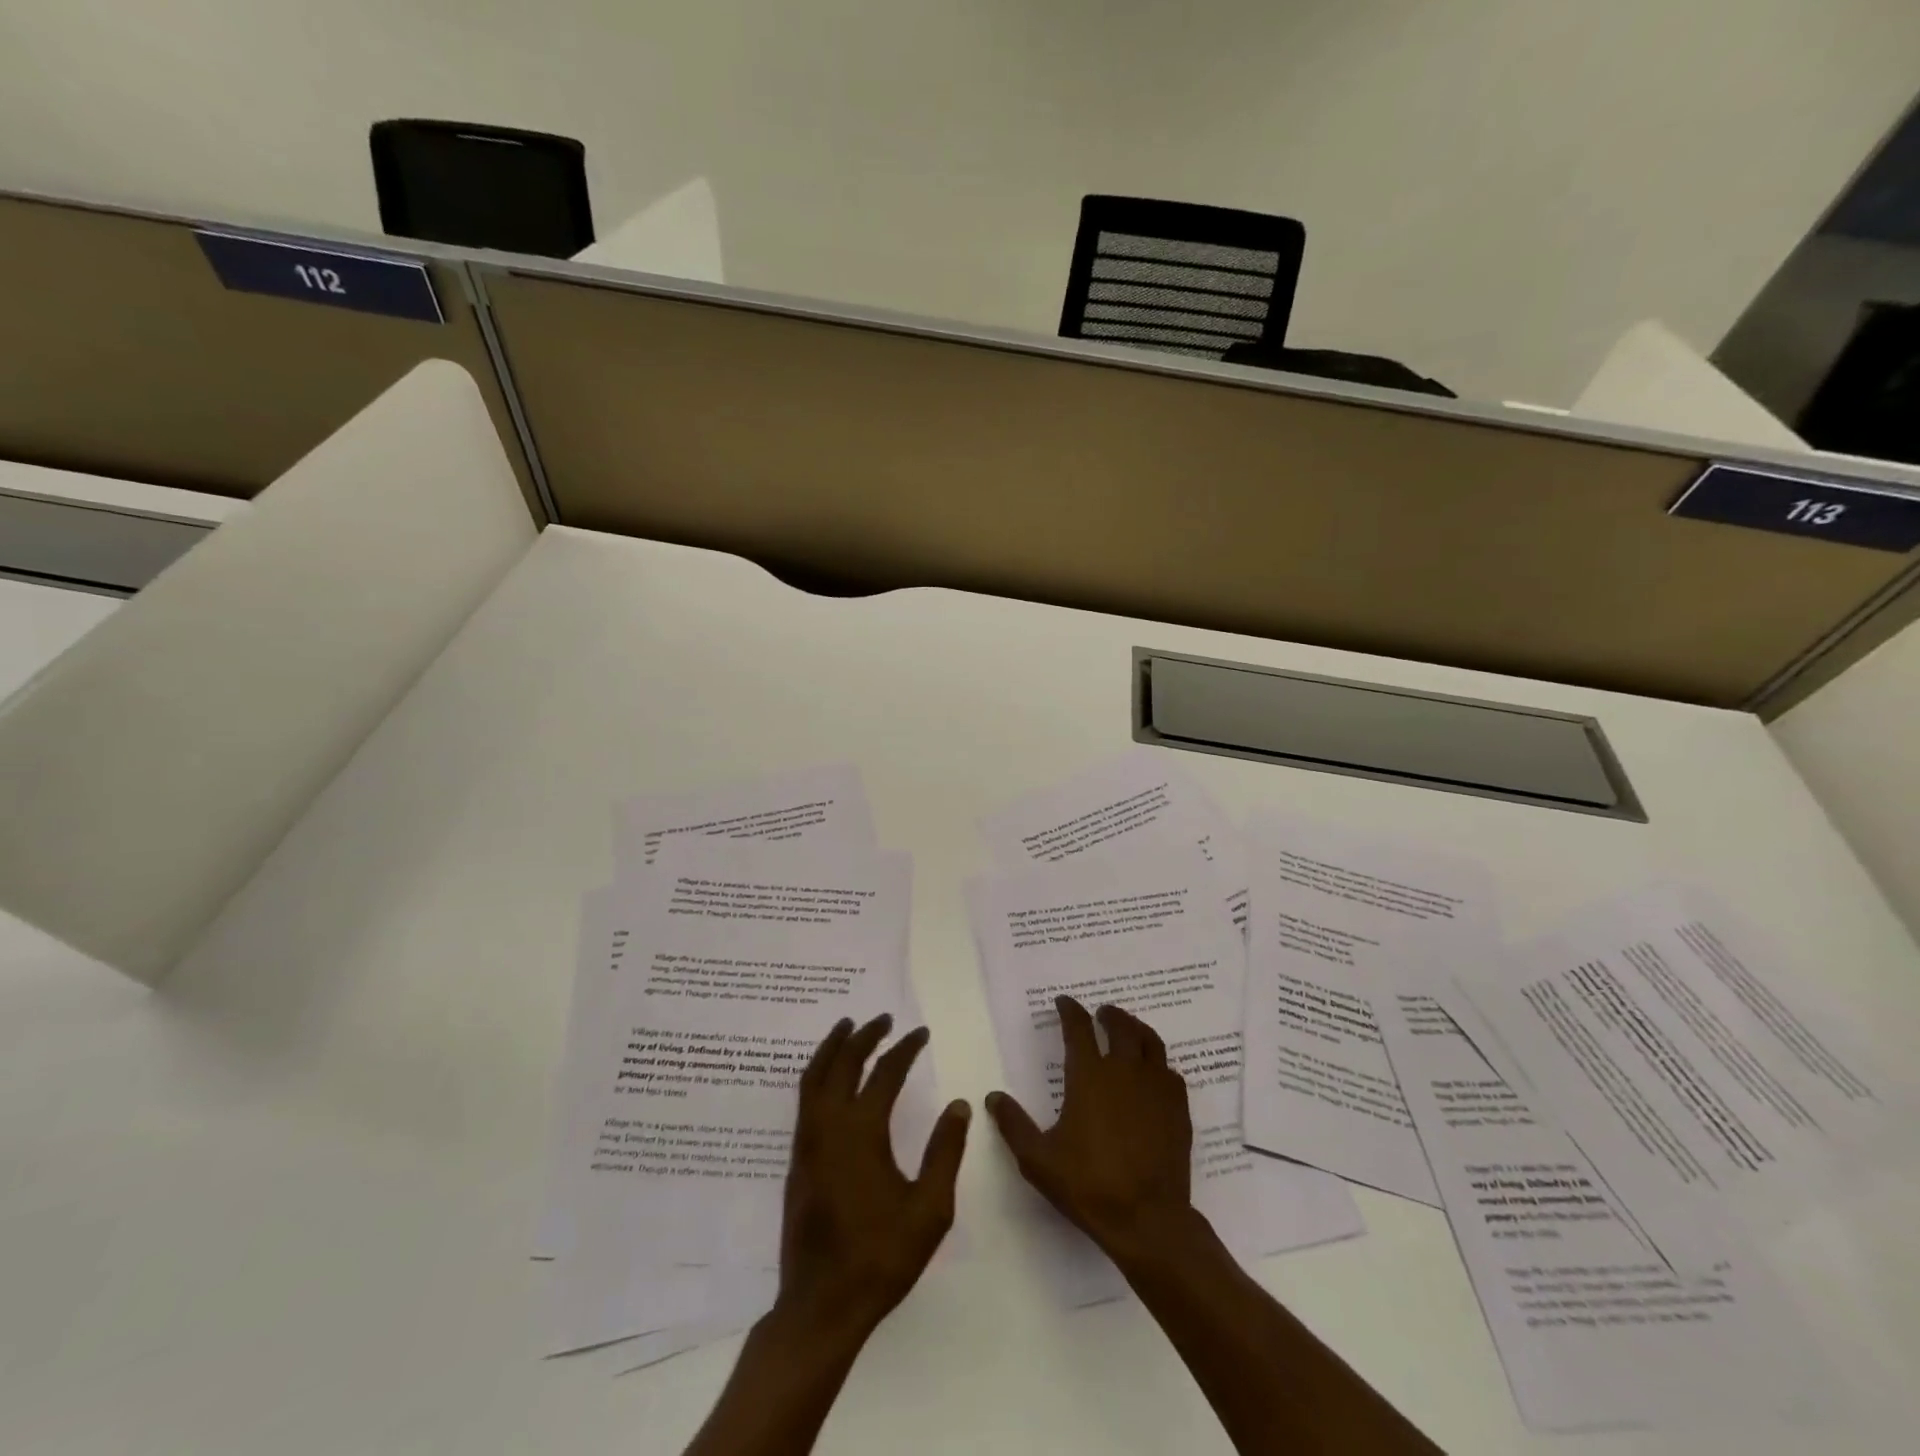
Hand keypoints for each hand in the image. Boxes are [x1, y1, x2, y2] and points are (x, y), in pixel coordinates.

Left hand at [777, 1014, 970, 1339]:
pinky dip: (819, 1073)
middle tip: (883, 1018)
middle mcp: (829, 1126)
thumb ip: (945, 1152)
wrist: (821, 1305)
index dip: (905, 1048)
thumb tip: (959, 1105)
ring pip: (814, 1076)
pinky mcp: (797, 1159)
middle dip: (864, 1035)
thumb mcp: (930, 1209)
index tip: (921, 1033)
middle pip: (843, 1063)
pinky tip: (830, 1077)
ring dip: (833, 1047)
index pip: (886, 1073)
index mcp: (863, 1132)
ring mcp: (808, 1141)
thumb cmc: (881, 1257)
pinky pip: (805, 1098)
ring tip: (848, 1028)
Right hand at [987, 996, 1197, 1267]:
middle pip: (1120, 1026)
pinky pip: (1170, 1071)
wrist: (1147, 1220)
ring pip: (1150, 1042)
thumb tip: (993, 1097)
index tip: (1064, 1002)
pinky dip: (1159, 1063)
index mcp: (1089, 1076)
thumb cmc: (1089, 1185)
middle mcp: (1124, 1071)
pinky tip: (1154, 1072)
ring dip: (1137, 1028)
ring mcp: (1156, 1087)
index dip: (1070, 1010)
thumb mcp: (1038, 1159)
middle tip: (1101, 1013)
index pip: (1078, 1028)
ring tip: (1129, 1029)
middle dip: (1109, 1014)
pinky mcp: (1178, 1107)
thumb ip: (1013, 1124)